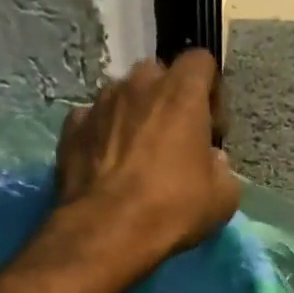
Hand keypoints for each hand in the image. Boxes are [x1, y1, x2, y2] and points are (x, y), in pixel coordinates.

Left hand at [56, 50, 240, 259]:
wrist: (107, 231)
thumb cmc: (172, 209)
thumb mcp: (222, 198)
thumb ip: (222, 168)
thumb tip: (211, 159)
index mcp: (181, 93)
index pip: (200, 61)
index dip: (209, 90)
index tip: (210, 127)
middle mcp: (138, 84)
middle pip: (158, 75)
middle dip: (167, 100)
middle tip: (171, 139)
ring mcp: (100, 103)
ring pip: (121, 95)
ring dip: (132, 115)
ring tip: (134, 154)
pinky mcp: (71, 128)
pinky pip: (92, 120)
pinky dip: (101, 134)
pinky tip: (105, 164)